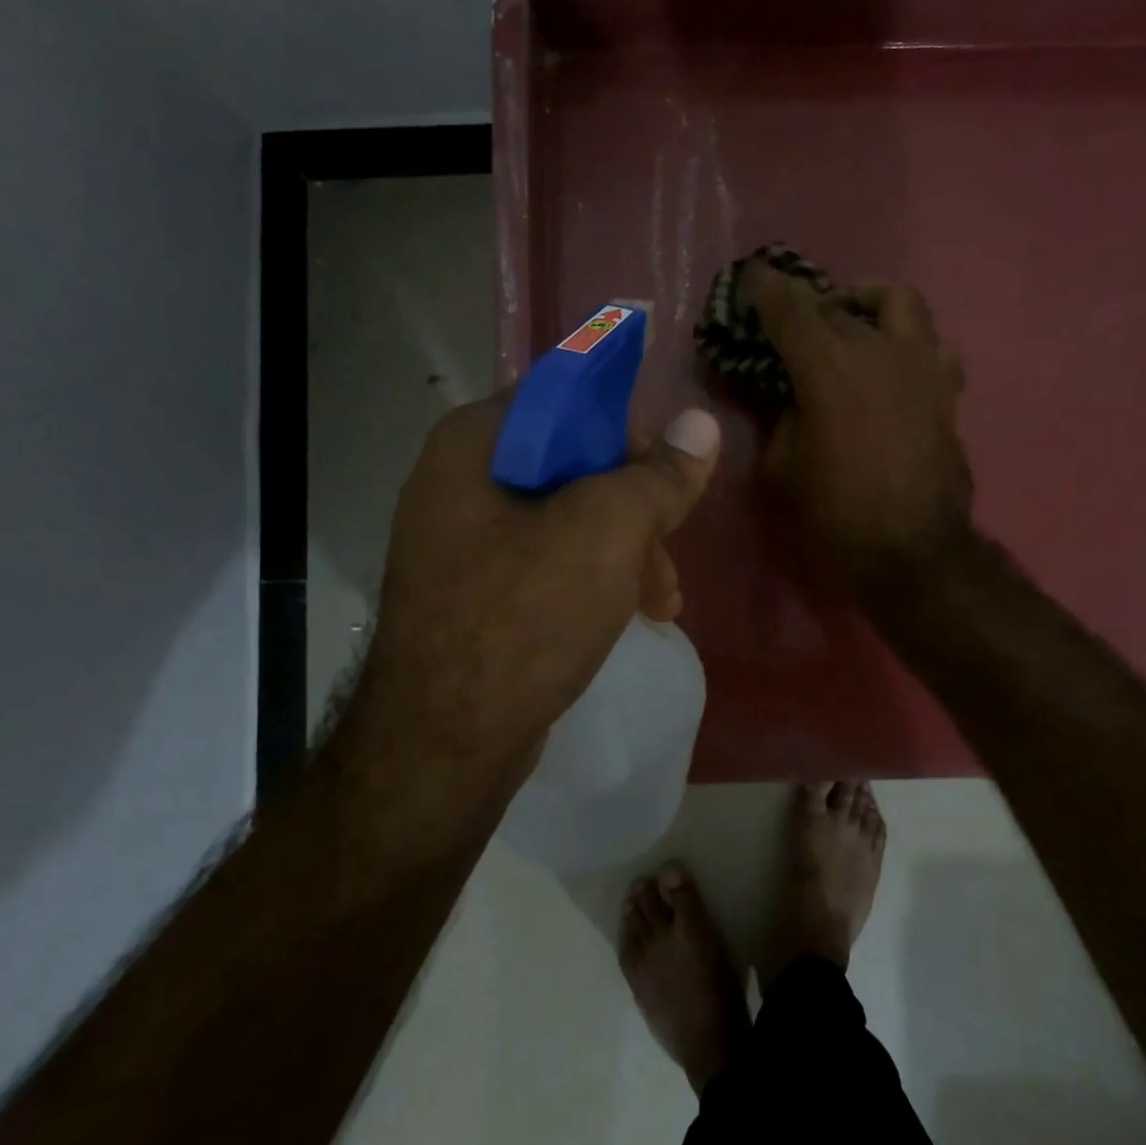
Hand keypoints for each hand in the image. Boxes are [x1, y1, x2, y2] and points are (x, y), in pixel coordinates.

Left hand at [363, 393, 720, 785]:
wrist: (445, 744)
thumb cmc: (524, 616)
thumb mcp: (607, 532)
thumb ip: (657, 476)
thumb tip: (700, 423)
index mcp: (473, 445)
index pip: (563, 400)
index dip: (624, 427)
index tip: (666, 469)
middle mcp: (458, 484)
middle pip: (570, 467)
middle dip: (634, 510)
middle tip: (670, 549)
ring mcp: (462, 545)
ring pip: (566, 522)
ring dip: (624, 553)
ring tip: (664, 602)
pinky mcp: (475, 596)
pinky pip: (547, 566)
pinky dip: (593, 582)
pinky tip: (631, 616)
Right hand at [747, 259, 973, 592]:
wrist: (911, 551)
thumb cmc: (834, 513)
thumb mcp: (781, 464)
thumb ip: (780, 414)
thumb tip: (789, 392)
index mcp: (828, 365)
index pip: (790, 305)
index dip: (765, 286)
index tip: (752, 275)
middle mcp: (878, 347)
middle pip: (837, 302)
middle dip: (806, 304)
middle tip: (788, 320)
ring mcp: (920, 362)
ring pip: (896, 300)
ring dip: (865, 302)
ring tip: (849, 323)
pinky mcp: (946, 386)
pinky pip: (928, 339)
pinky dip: (903, 338)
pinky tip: (888, 362)